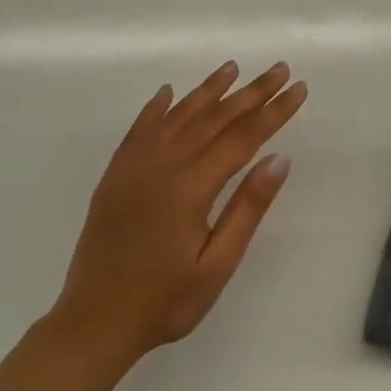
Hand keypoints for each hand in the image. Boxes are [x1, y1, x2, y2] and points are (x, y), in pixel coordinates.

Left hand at [50, 61, 307, 368]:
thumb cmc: (165, 301)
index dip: (273, 111)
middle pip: (214, 118)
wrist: (93, 322)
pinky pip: (139, 129)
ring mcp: (134, 167)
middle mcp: (163, 165)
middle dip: (250, 92)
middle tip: (278, 69)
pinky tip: (168, 94)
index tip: (297, 89)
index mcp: (191, 186)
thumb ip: (248, 208)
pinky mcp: (115, 175)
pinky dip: (157, 107)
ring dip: (207, 90)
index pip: (243, 137)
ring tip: (232, 68)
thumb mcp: (217, 264)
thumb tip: (278, 159)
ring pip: (178, 116)